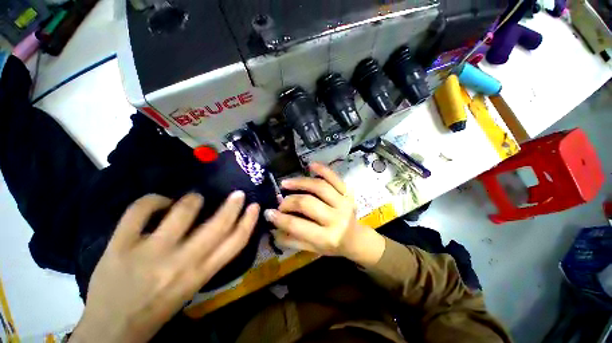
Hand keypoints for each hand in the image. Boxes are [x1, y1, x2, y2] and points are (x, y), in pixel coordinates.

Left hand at [70, 192, 259, 342]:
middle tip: (238, 193)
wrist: (111, 329)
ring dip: (193, 199)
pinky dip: (153, 199)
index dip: (249, 221)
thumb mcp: (192, 286)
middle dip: (232, 205)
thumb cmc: (157, 308)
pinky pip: (140, 210)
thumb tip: (220, 226)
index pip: (235, 243)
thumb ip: (208, 258)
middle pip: (217, 225)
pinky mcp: (120, 246)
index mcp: (199, 275)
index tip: (254, 206)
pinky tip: (159, 202)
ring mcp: (149, 253)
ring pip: (182, 211)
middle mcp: (180, 263)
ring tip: (193, 199)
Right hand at [265, 163, 384, 266]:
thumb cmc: (333, 246)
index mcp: (328, 237)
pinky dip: (322, 170)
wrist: (357, 239)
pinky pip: (334, 178)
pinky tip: (310, 165)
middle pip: (308, 203)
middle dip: (289, 201)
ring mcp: (344, 202)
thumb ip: (292, 240)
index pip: (298, 225)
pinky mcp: (348, 192)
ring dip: (300, 183)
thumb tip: (273, 228)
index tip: (268, 212)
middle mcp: (337, 219)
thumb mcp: (313, 249)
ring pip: (319, 187)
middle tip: (280, 202)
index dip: (280, 218)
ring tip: (286, 182)